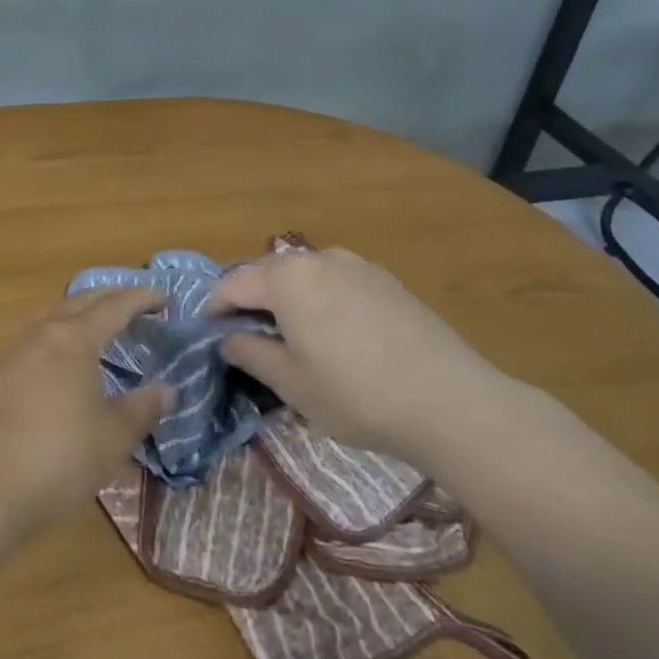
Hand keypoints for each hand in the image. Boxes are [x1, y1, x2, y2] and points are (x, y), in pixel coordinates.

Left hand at [0, 288, 170, 536]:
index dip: (141, 299)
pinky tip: (56, 361)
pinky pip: (31, 340)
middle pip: (79, 302)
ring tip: (94, 325)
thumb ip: (142, 409)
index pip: (114, 306)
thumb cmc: (58, 458)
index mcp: (75, 339)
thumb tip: (166, 390)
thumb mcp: (113, 438)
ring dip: (77, 313)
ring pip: (50, 317)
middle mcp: (41, 334)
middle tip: (133, 304)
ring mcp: (11, 352)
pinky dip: (54, 337)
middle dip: (109, 298)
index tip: (162, 299)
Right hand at [212, 246, 504, 461]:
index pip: (234, 283)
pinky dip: (320, 298)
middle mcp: (318, 259)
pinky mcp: (385, 279)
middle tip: (246, 337)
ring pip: (304, 274)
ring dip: (287, 297)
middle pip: (268, 272)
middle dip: (250, 299)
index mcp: (287, 279)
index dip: (215, 307)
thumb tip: (228, 339)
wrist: (449, 400)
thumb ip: (251, 354)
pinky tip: (335, 334)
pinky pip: (336, 281)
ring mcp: (356, 265)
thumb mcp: (292, 384)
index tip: (209, 333)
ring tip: (291, 335)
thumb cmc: (356, 395)